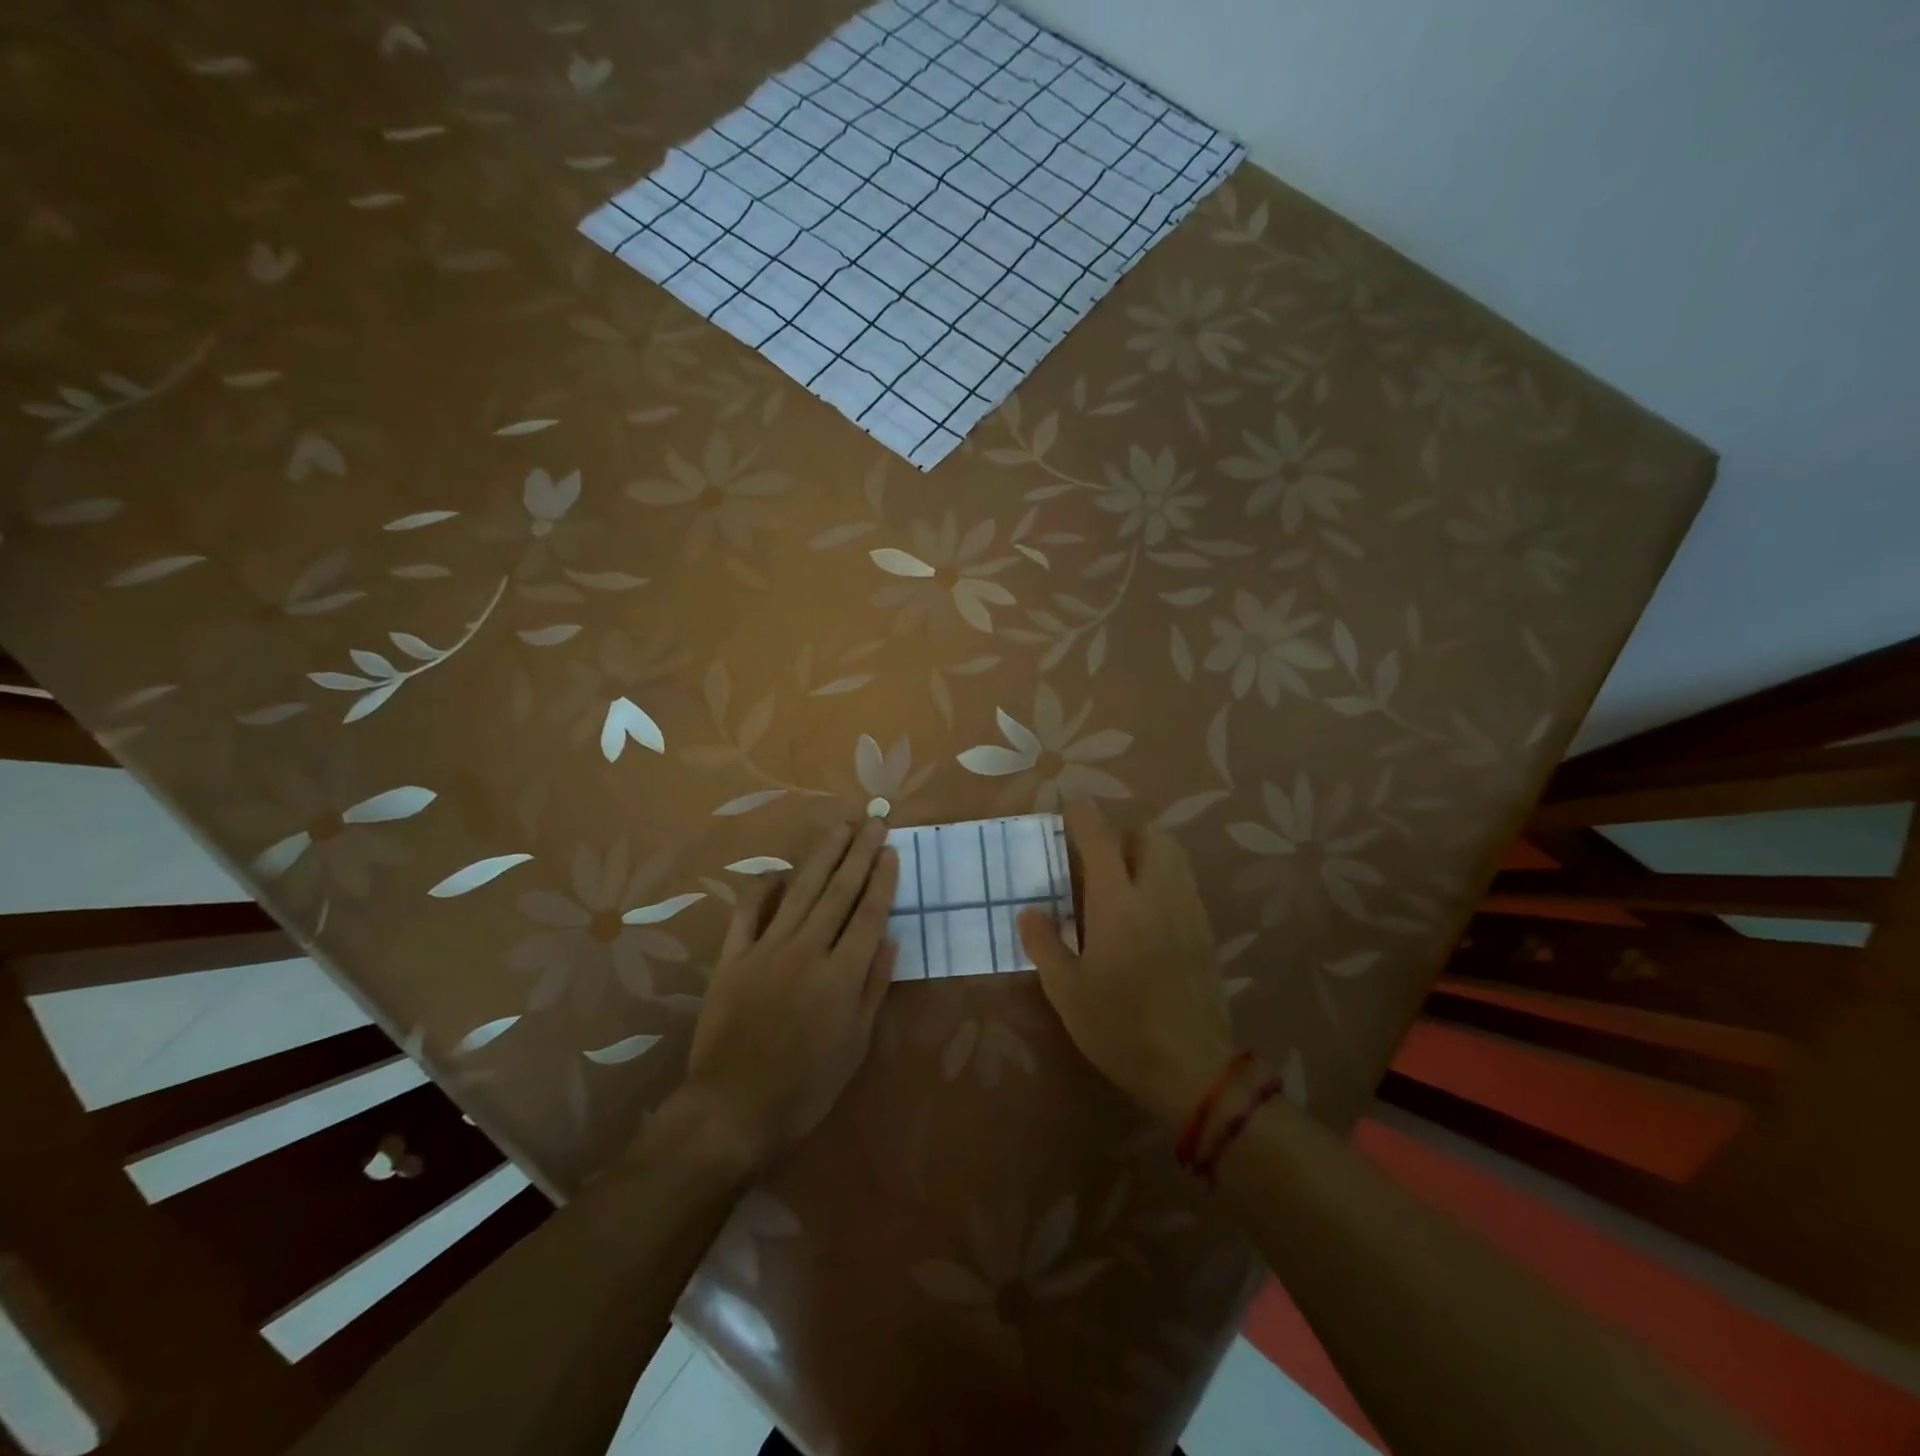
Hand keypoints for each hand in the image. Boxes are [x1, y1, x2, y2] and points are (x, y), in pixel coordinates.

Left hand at [679, 818, 898, 1169]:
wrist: (732, 1109)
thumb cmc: (805, 1088)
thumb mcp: (854, 1046)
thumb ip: (873, 988)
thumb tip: (890, 939)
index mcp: (841, 975)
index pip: (869, 914)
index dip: (882, 880)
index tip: (891, 850)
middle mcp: (807, 950)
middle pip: (838, 891)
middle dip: (859, 853)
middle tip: (872, 821)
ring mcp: (766, 949)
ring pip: (800, 891)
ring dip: (822, 857)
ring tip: (839, 829)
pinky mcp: (733, 958)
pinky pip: (748, 912)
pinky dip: (763, 889)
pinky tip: (778, 872)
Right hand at [1018, 801, 1232, 1126]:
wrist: (1189, 1067)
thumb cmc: (1118, 1027)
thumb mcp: (1065, 990)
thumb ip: (1044, 943)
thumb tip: (1029, 911)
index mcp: (1117, 903)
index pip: (1101, 839)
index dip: (1084, 816)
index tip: (1071, 809)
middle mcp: (1158, 894)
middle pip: (1151, 836)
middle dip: (1125, 835)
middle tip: (1100, 861)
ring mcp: (1188, 911)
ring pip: (1175, 857)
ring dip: (1149, 854)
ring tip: (1125, 884)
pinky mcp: (1206, 932)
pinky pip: (1185, 885)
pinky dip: (1165, 880)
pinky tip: (1148, 916)